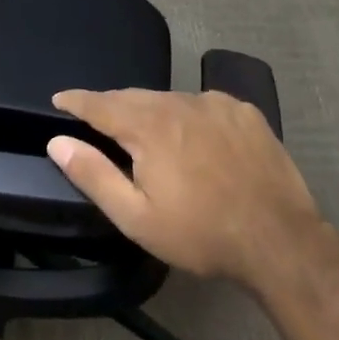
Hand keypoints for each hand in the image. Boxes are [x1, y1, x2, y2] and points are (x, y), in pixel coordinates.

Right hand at [46, 88, 320, 285]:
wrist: (280, 241)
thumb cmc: (200, 234)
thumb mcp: (136, 217)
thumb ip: (93, 175)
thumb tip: (58, 142)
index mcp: (148, 127)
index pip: (100, 104)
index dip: (76, 100)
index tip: (59, 98)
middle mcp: (178, 103)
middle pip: (133, 97)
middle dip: (111, 106)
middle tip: (97, 119)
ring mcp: (216, 104)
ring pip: (169, 99)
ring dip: (150, 111)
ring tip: (146, 132)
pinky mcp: (244, 112)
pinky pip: (203, 104)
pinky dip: (188, 114)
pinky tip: (194, 136)